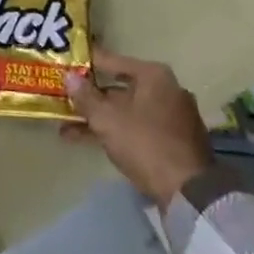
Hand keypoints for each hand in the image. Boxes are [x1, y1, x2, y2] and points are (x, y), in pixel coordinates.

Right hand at [62, 49, 212, 205]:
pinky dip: (117, 131)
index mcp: (153, 76)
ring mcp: (173, 117)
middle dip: (90, 98)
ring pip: (127, 111)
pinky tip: (90, 141)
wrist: (189, 193)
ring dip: (99, 118)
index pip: (112, 61)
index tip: (65, 66)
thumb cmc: (145, 143)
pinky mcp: (175, 141)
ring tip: (67, 128)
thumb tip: (69, 77)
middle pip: (119, 88)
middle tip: (64, 99)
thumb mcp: (107, 119)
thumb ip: (85, 96)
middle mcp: (167, 90)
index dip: (86, 64)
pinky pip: (138, 128)